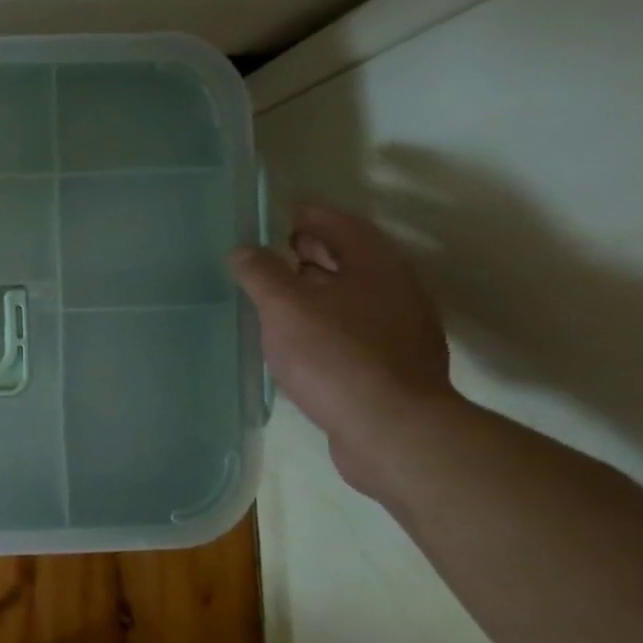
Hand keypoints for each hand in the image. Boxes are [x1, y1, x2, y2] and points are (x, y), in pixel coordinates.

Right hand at [230, 203, 455, 494]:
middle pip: (350, 258)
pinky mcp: (391, 364)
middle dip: (311, 250)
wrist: (391, 430)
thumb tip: (243, 250)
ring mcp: (398, 329)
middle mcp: (395, 290)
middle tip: (271, 249)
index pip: (340, 224)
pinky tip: (298, 337)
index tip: (277, 211)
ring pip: (351, 294)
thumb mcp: (285, 308)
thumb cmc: (335, 356)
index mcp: (375, 266)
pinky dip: (324, 319)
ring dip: (316, 287)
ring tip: (276, 293)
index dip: (308, 214)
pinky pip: (352, 326)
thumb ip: (261, 274)